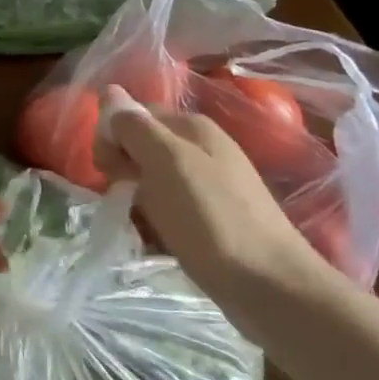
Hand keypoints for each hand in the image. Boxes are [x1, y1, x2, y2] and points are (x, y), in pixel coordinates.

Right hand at [93, 84, 333, 332]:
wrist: (272, 288)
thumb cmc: (213, 219)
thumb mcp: (166, 163)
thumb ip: (135, 127)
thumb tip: (109, 91)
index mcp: (192, 128)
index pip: (133, 115)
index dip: (113, 137)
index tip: (106, 169)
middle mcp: (202, 150)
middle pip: (141, 148)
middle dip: (123, 172)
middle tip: (123, 201)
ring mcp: (209, 187)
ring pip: (151, 183)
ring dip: (136, 203)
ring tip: (138, 228)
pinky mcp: (212, 221)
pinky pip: (169, 212)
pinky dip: (155, 225)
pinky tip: (154, 244)